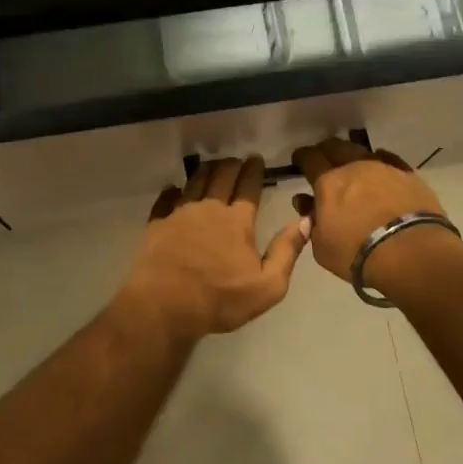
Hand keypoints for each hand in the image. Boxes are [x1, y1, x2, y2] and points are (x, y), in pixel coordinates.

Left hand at [115, 157, 310, 338]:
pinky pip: (165, 200)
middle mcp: (208, 209)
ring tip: (211, 165)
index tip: (256, 159)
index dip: (254, 171)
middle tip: (236, 160)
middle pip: (221, 178)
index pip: (248, 188)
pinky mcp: (157, 224)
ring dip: (205, 171)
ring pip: (194, 183)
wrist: (165, 305)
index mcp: (236, 221)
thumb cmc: (220, 299)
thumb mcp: (267, 286)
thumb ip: (286, 251)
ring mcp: (179, 214)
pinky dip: (171, 191)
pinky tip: (173, 189)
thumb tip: (305, 221)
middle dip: (231, 165)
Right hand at [291, 138, 457, 291]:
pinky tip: (381, 170)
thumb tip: (308, 205)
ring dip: (353, 157)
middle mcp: (354, 167)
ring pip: (362, 151)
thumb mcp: (322, 247)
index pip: (309, 158)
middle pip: (335, 146)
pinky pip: (389, 160)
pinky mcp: (409, 176)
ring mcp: (384, 168)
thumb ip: (313, 223)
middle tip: (323, 160)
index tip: (299, 160)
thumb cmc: (359, 254)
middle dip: (326, 151)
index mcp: (328, 182)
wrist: (412, 254)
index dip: (302, 157)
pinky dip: (380, 162)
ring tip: (353, 166)